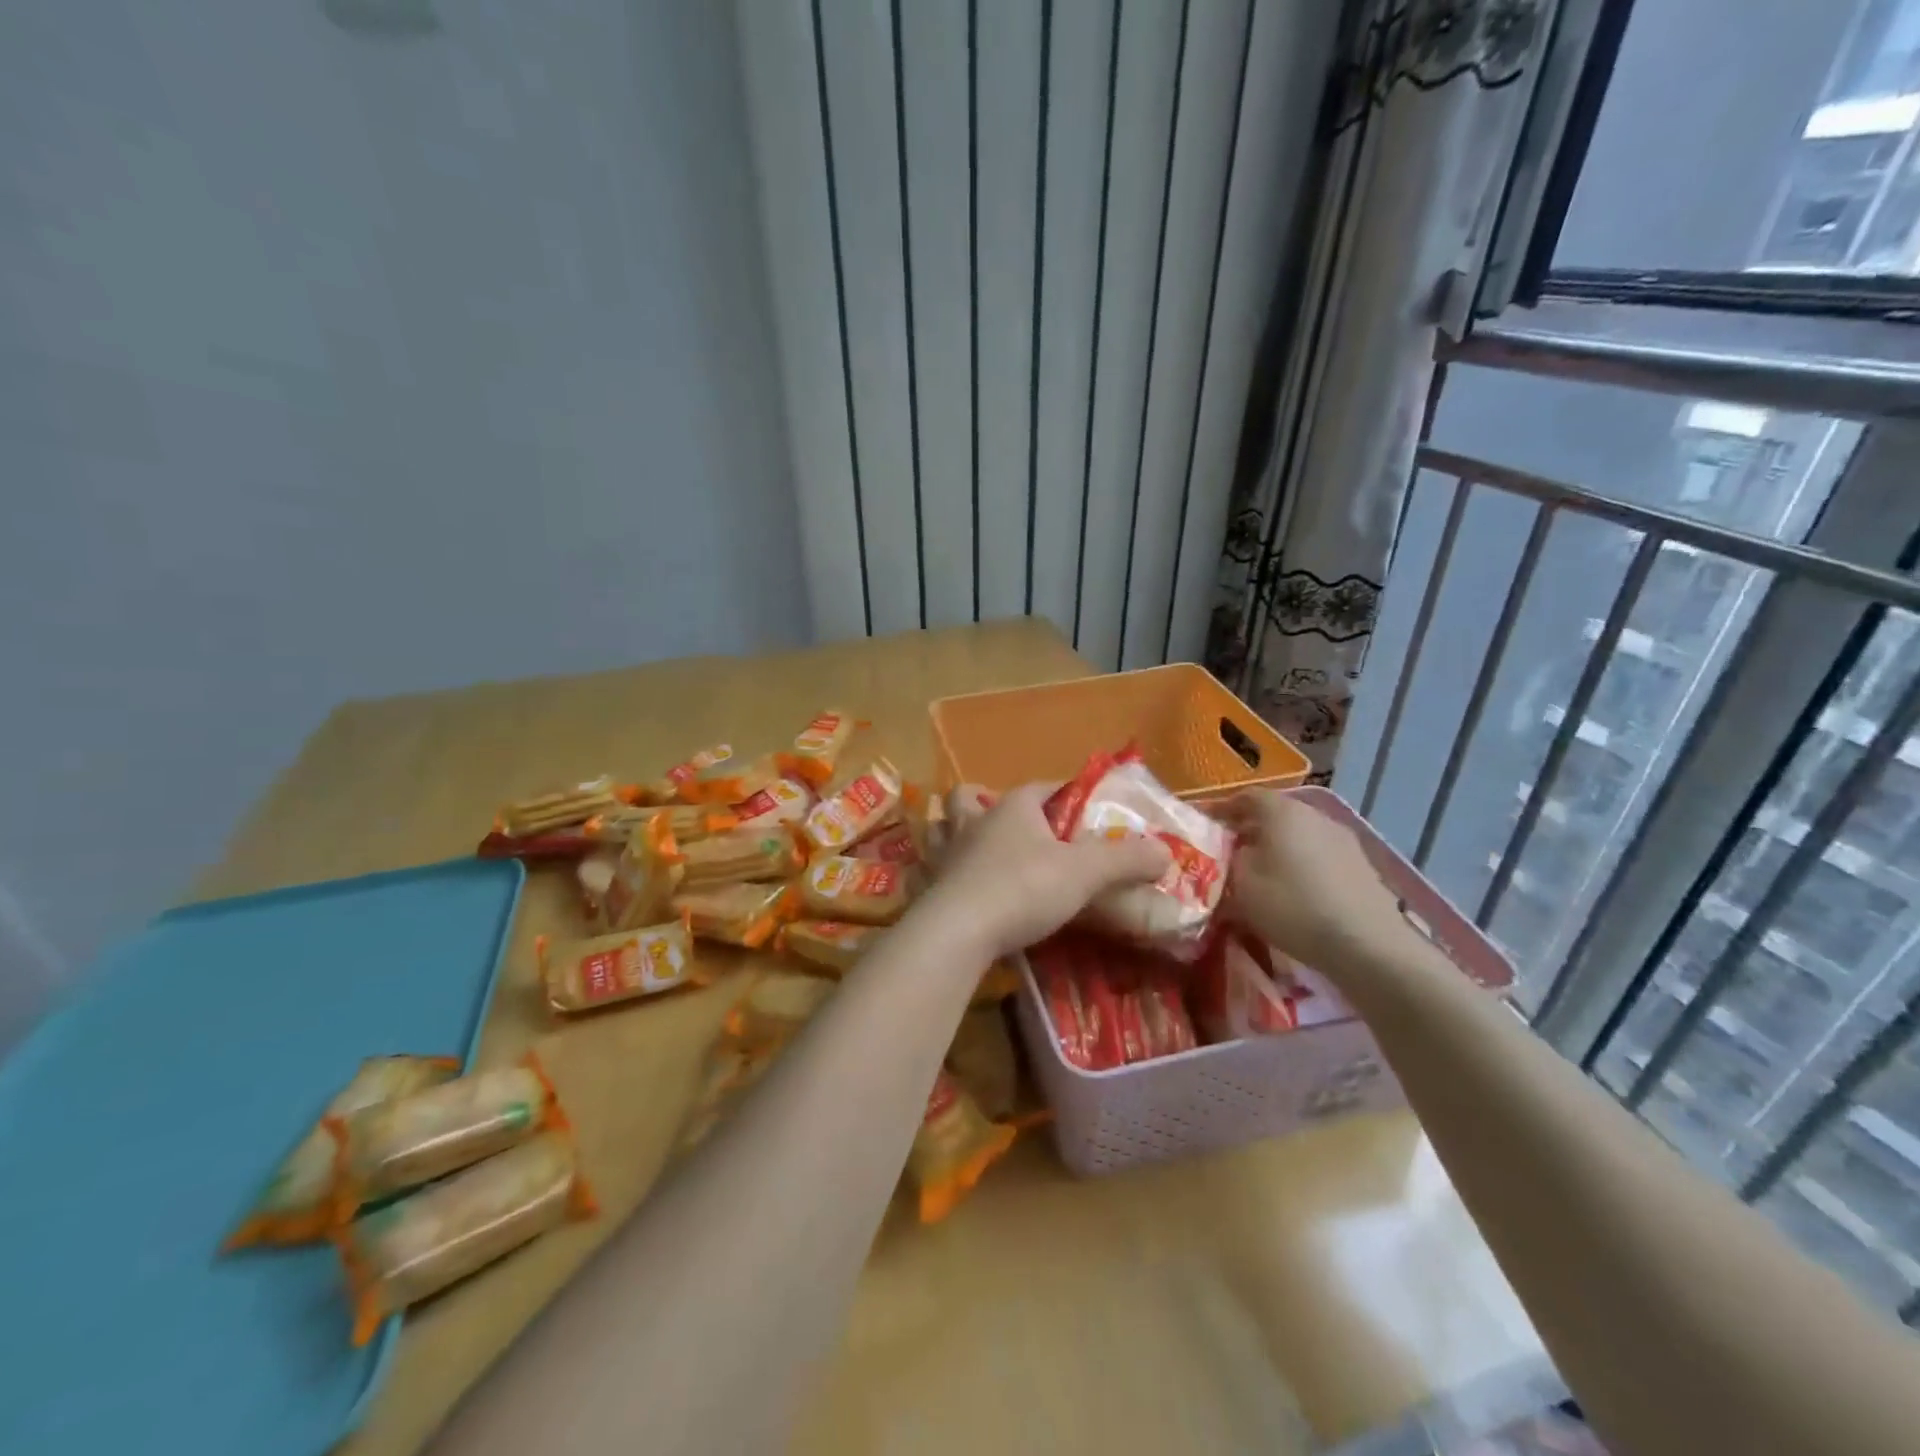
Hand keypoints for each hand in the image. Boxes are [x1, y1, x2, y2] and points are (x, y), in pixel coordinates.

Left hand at [927, 782, 1171, 959]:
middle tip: (1013, 829)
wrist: (958, 930)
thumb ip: (1125, 859)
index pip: (1042, 787)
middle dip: (987, 802)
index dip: (1066, 795)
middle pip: (971, 797)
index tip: (1084, 812)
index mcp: (1013, 807)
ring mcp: (946, 853)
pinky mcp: (929, 886)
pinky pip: (931, 868)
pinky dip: (939, 870)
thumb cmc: (1023, 888)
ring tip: (972, 847)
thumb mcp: (1084, 873)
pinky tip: (953, 885)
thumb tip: (1164, 852)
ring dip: (952, 830)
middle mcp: (974, 822)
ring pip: (942, 826)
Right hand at [1215, 789, 1406, 971]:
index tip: (1204, 829)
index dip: (1220, 810)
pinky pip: (1319, 856)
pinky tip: (1295, 892)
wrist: (1366, 944)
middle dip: (1249, 831)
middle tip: (1228, 854)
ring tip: (1261, 876)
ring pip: (1298, 836)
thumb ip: (1229, 861)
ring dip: (1277, 849)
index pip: (1243, 797)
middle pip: (1273, 814)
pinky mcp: (1361, 865)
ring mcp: (1342, 838)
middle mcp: (1313, 814)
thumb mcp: (1240, 885)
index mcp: (1281, 811)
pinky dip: (1301, 866)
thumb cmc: (1292, 906)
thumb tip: (1233, 854)